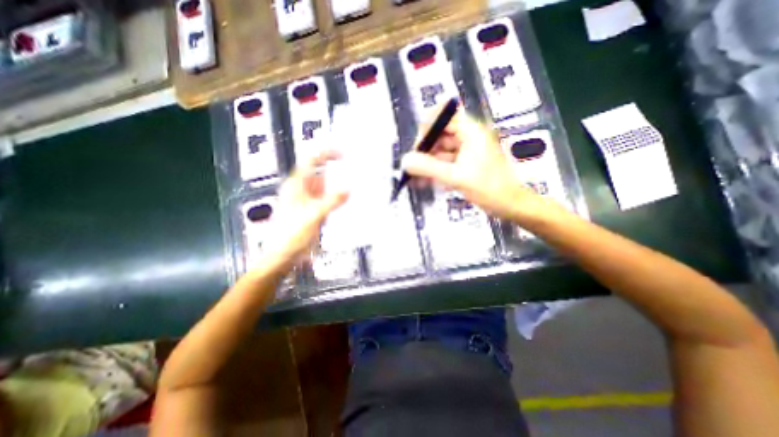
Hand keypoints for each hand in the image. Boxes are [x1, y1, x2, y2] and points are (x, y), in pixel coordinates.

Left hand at [260, 150, 347, 269]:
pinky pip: (323, 199)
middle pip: (318, 173)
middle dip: (334, 171)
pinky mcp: (308, 210)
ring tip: (349, 185)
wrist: (282, 255)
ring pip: (321, 187)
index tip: (342, 153)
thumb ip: (332, 201)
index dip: (326, 154)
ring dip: (334, 186)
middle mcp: (299, 190)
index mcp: (296, 185)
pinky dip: (332, 198)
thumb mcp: (314, 216)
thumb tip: (348, 189)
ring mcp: (304, 200)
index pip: (311, 161)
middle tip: (352, 170)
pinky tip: (340, 202)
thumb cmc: (292, 235)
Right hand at [402, 109, 553, 224]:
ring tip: (414, 178)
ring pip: (441, 151)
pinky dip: (435, 171)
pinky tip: (425, 182)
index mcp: (470, 131)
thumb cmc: (488, 188)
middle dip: (424, 150)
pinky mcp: (465, 164)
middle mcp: (468, 137)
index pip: (445, 114)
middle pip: (440, 135)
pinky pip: (446, 163)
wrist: (510, 205)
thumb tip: (405, 161)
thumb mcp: (456, 177)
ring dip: (427, 163)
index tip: (418, 145)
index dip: (428, 125)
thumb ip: (429, 167)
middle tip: (413, 167)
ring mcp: (467, 151)